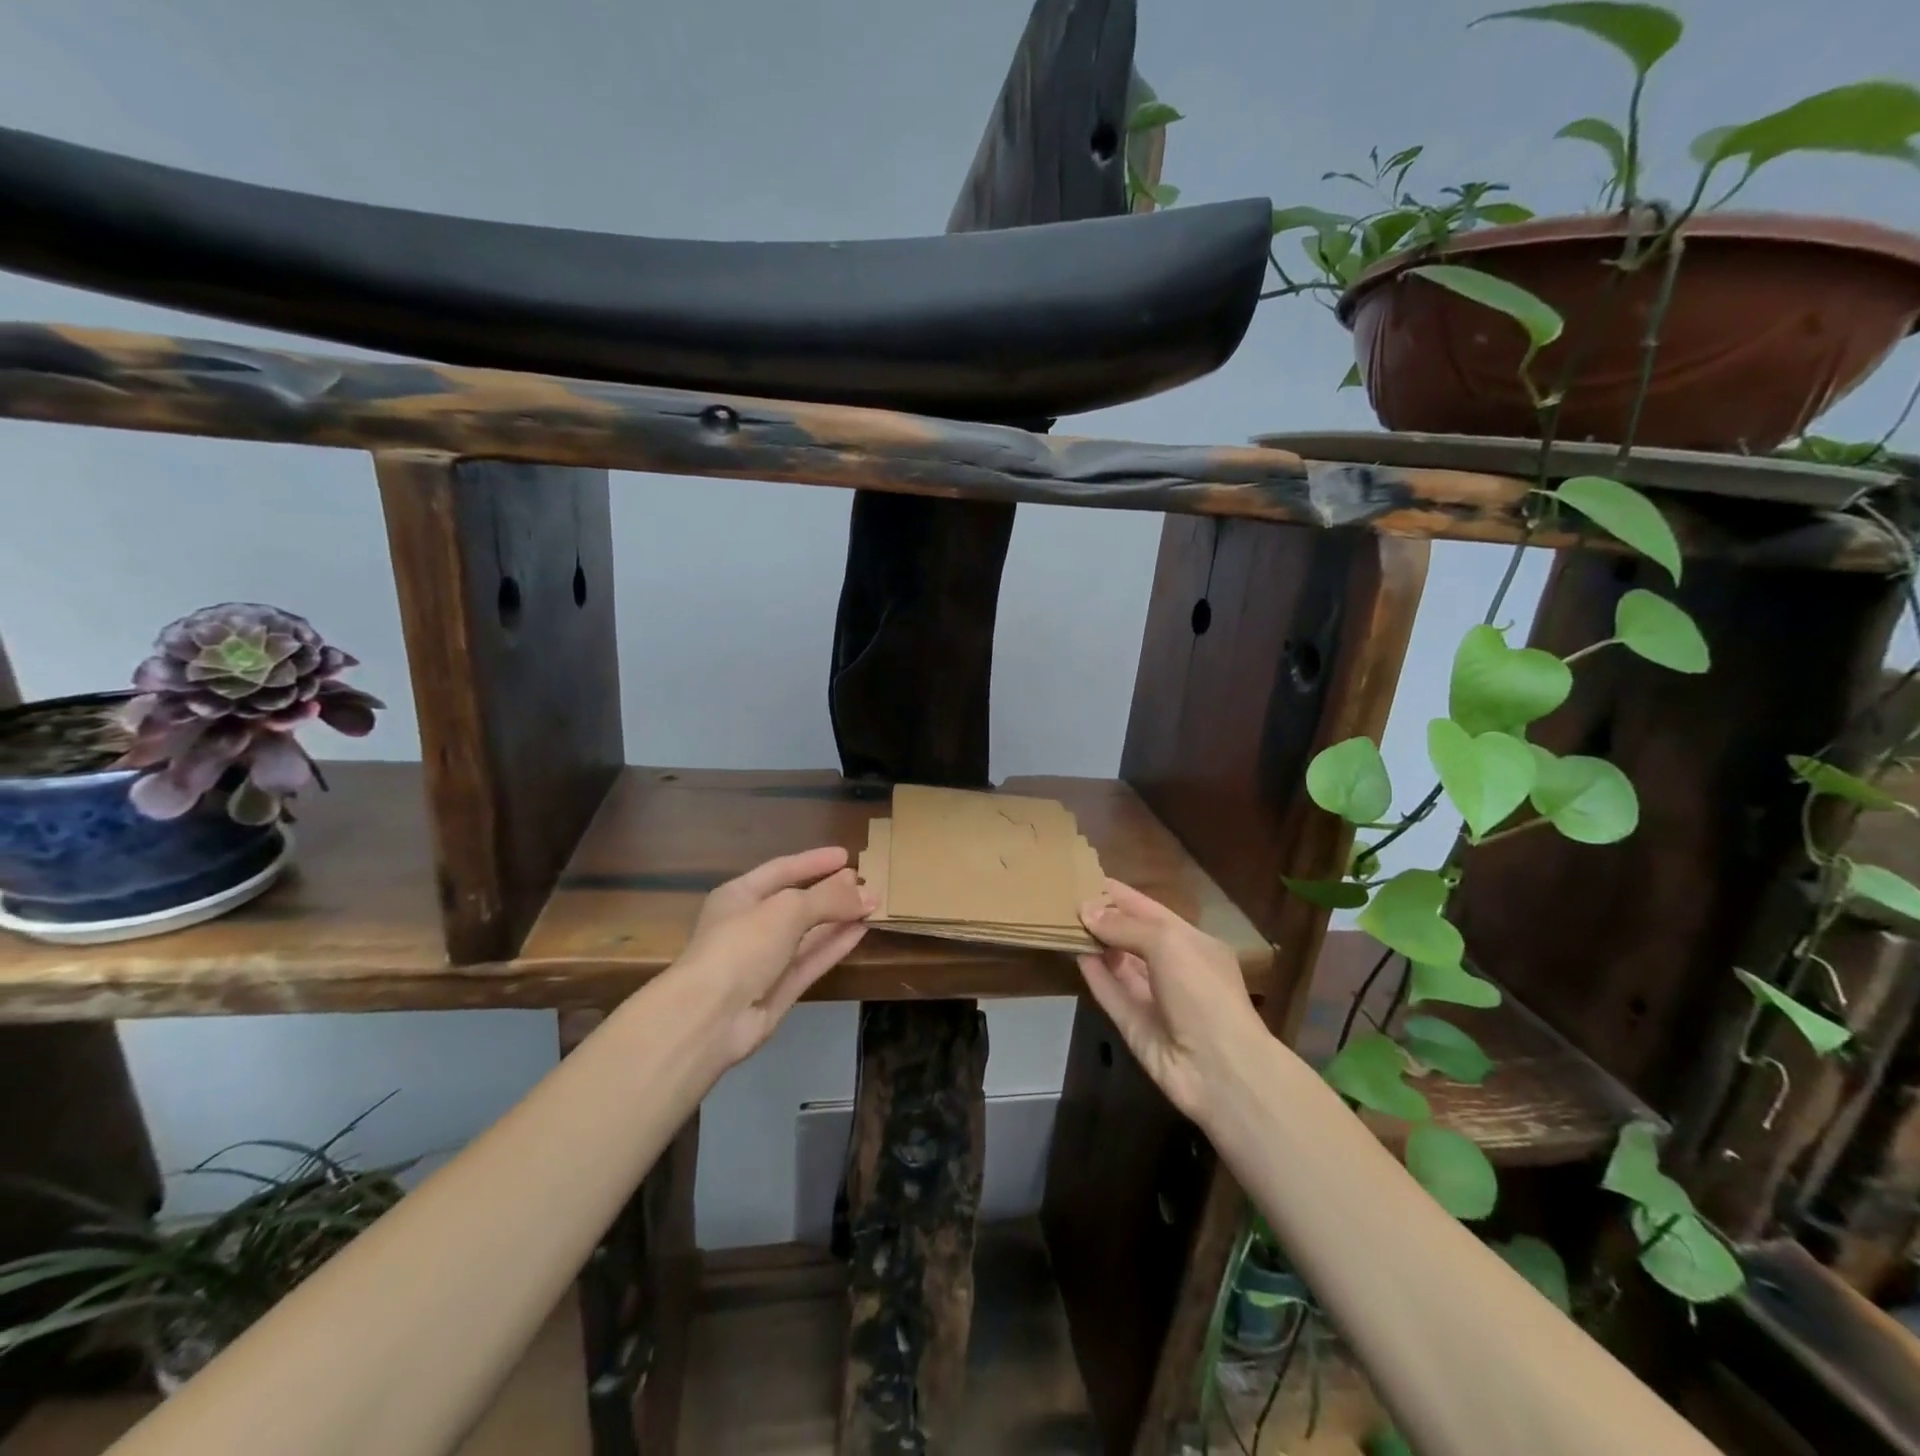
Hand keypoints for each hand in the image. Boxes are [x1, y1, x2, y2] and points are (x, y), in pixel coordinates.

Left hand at [676, 846, 874, 1065]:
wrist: (710, 1016)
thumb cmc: (742, 945)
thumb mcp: (788, 909)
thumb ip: (830, 898)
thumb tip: (870, 893)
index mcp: (738, 896)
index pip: (781, 869)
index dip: (813, 861)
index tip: (846, 856)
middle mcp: (749, 925)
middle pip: (796, 902)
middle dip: (830, 892)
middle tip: (865, 882)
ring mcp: (764, 960)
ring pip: (807, 933)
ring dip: (838, 918)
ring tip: (872, 904)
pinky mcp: (778, 990)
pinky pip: (811, 961)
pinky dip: (835, 945)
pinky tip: (861, 931)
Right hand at [1078, 879, 1268, 1124]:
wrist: (1219, 1070)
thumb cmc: (1202, 991)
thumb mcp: (1168, 943)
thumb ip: (1125, 926)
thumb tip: (1086, 911)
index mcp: (1192, 943)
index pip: (1151, 911)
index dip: (1121, 896)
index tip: (1086, 878)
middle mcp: (1174, 968)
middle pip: (1133, 937)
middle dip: (1104, 918)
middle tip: (1065, 899)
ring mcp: (1154, 998)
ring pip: (1119, 964)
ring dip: (1095, 944)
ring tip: (1062, 922)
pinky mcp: (1135, 1026)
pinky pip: (1111, 993)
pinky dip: (1094, 974)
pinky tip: (1073, 953)